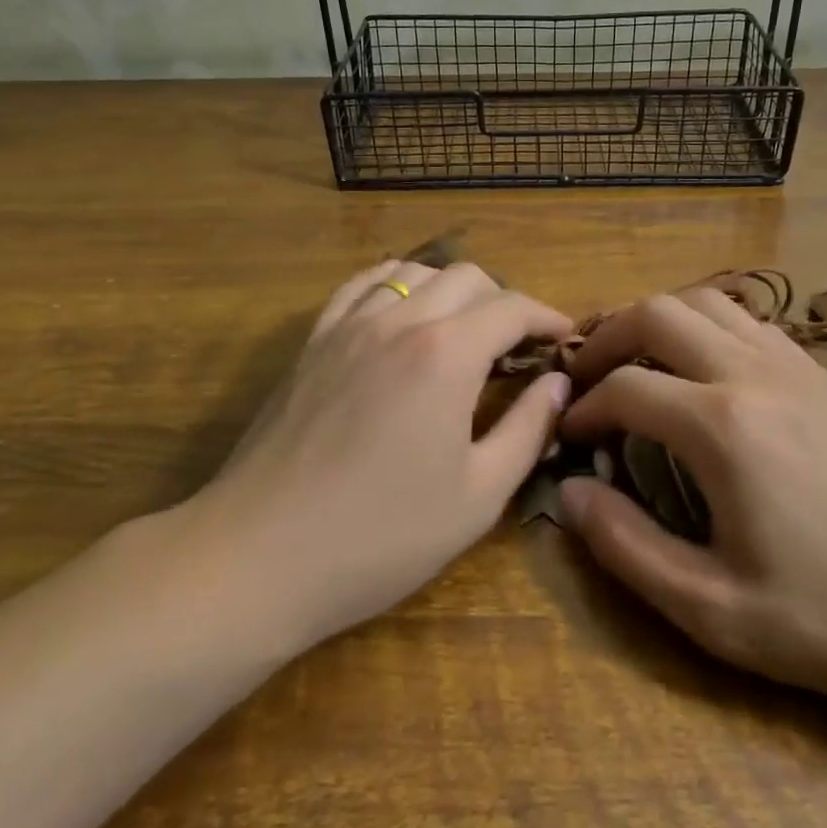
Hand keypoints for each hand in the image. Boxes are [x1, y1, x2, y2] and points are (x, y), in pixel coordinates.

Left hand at [193, 259, 571, 651]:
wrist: (261, 555)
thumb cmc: (382, 535)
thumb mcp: (478, 495)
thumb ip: (527, 429)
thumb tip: (557, 384)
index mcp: (446, 354)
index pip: (512, 308)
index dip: (548, 318)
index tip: (565, 340)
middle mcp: (400, 321)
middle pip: (467, 277)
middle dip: (504, 302)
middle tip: (517, 348)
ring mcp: (349, 325)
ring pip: (414, 273)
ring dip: (451, 290)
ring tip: (462, 331)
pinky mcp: (314, 341)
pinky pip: (361, 285)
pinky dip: (395, 285)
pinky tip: (402, 314)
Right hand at [557, 288, 826, 706]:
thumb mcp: (719, 612)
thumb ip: (629, 548)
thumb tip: (569, 492)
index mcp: (722, 425)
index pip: (624, 387)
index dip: (583, 407)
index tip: (569, 436)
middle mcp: (752, 373)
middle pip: (656, 313)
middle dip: (606, 337)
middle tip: (584, 377)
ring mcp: (795, 364)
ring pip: (704, 301)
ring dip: (656, 320)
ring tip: (635, 361)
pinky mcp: (824, 373)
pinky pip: (747, 320)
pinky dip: (705, 326)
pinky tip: (703, 371)